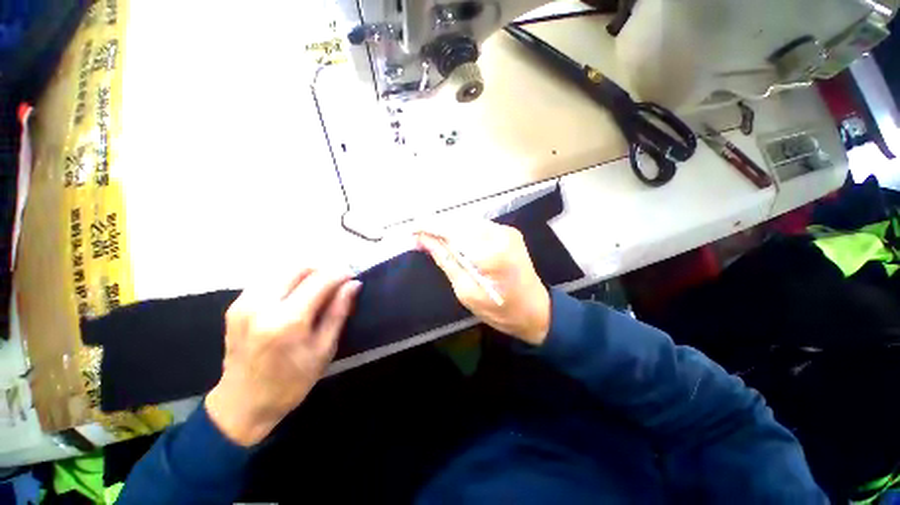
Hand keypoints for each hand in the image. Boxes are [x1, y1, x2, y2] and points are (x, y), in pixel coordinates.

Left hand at [205, 268, 360, 445]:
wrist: (242, 404)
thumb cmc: (291, 382)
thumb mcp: (324, 349)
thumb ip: (338, 312)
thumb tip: (353, 285)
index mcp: (287, 321)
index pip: (320, 280)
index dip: (341, 274)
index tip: (352, 278)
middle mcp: (262, 305)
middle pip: (299, 267)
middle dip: (323, 269)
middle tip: (336, 283)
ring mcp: (244, 303)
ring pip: (283, 269)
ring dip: (306, 273)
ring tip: (319, 289)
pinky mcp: (236, 305)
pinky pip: (269, 279)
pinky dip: (289, 280)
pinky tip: (297, 296)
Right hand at [416, 221, 550, 345]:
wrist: (536, 310)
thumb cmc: (501, 310)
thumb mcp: (467, 292)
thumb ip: (446, 261)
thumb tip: (424, 240)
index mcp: (491, 253)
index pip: (453, 231)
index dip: (429, 227)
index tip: (411, 229)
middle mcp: (500, 235)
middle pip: (460, 222)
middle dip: (437, 227)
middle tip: (419, 237)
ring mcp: (507, 231)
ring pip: (468, 221)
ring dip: (448, 228)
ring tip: (432, 238)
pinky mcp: (509, 232)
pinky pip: (478, 226)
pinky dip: (462, 230)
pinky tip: (452, 240)